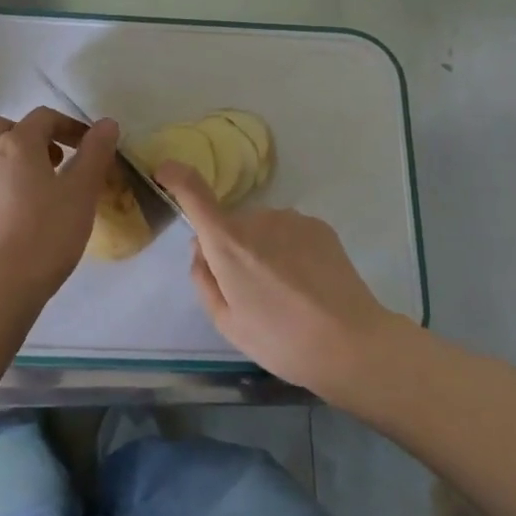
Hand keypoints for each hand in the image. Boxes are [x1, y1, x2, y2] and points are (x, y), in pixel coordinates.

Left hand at [0, 108, 119, 298]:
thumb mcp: (82, 192)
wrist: (0, 283)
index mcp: (17, 144)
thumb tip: (107, 123)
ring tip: (26, 178)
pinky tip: (10, 206)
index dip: (69, 126)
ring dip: (1, 152)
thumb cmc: (47, 233)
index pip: (44, 118)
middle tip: (52, 159)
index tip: (88, 145)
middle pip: (1, 126)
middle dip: (28, 134)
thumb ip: (95, 153)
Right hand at [155, 163, 402, 399]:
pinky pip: (289, 232)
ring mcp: (291, 219)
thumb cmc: (280, 340)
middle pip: (232, 226)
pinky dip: (289, 250)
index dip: (176, 177)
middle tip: (252, 294)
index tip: (164, 172)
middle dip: (232, 250)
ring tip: (286, 293)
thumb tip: (201, 249)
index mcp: (227, 243)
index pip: (194, 194)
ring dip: (263, 250)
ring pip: (262, 229)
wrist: (350, 343)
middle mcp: (257, 219)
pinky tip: (307, 283)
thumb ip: (204, 280)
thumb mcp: (226, 323)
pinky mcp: (319, 225)